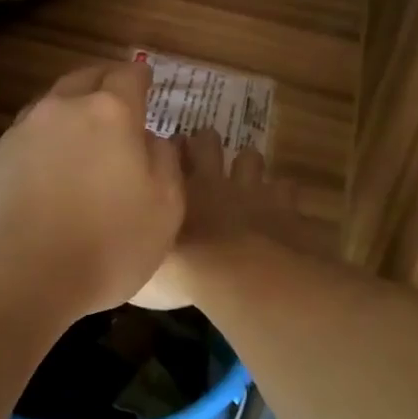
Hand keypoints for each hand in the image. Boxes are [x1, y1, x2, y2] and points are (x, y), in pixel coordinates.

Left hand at [0, 60, 183, 322]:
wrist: (13, 275)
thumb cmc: (104, 244)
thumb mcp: (164, 209)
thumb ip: (165, 162)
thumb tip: (153, 139)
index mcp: (110, 112)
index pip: (128, 76)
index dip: (140, 76)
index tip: (147, 79)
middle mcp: (63, 109)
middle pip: (85, 79)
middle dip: (104, 82)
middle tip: (117, 97)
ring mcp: (22, 131)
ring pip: (53, 105)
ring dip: (71, 110)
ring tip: (83, 132)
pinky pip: (28, 135)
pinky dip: (45, 140)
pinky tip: (50, 166)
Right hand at [133, 128, 311, 309]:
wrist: (238, 276)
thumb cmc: (183, 272)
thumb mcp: (144, 270)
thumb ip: (139, 252)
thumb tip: (131, 253)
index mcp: (174, 191)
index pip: (167, 154)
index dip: (168, 151)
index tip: (167, 154)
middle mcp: (211, 181)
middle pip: (207, 142)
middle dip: (205, 143)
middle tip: (202, 154)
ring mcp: (250, 190)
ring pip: (250, 158)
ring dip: (247, 165)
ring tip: (244, 177)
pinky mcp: (284, 206)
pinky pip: (287, 188)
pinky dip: (283, 195)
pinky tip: (281, 206)